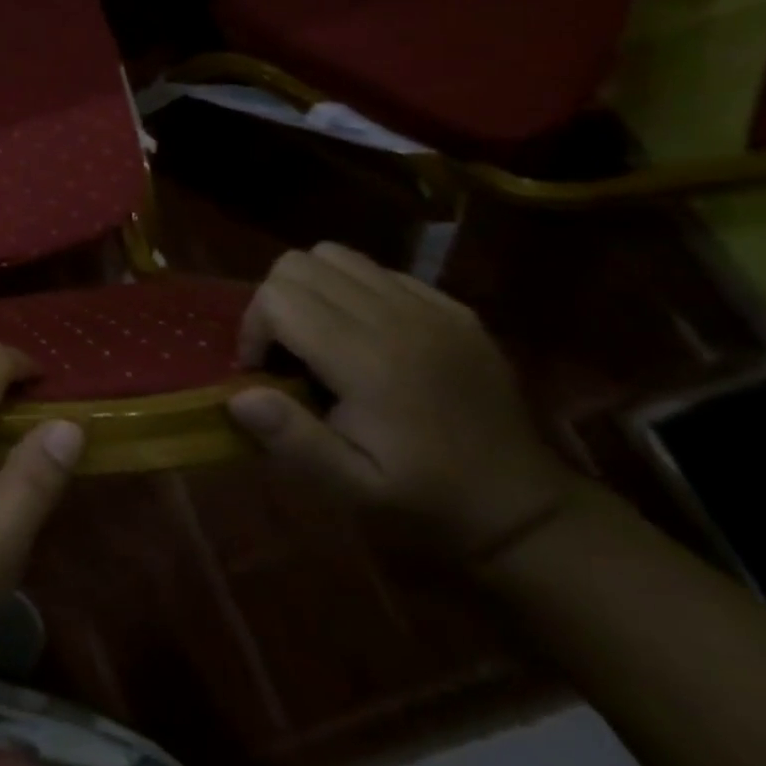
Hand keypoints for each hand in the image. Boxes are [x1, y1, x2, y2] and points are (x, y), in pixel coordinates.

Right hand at [226, 243, 581, 560]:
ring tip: (318, 333)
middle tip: (285, 350)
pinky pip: (380, 271)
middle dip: (274, 302)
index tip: (264, 371)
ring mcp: (431, 308)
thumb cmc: (426, 500)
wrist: (528, 510)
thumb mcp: (352, 487)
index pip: (278, 298)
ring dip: (310, 287)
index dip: (253, 329)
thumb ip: (292, 438)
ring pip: (335, 255)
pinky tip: (365, 334)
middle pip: (298, 265)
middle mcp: (398, 320)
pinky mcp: (453, 308)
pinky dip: (354, 289)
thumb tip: (237, 395)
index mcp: (368, 361)